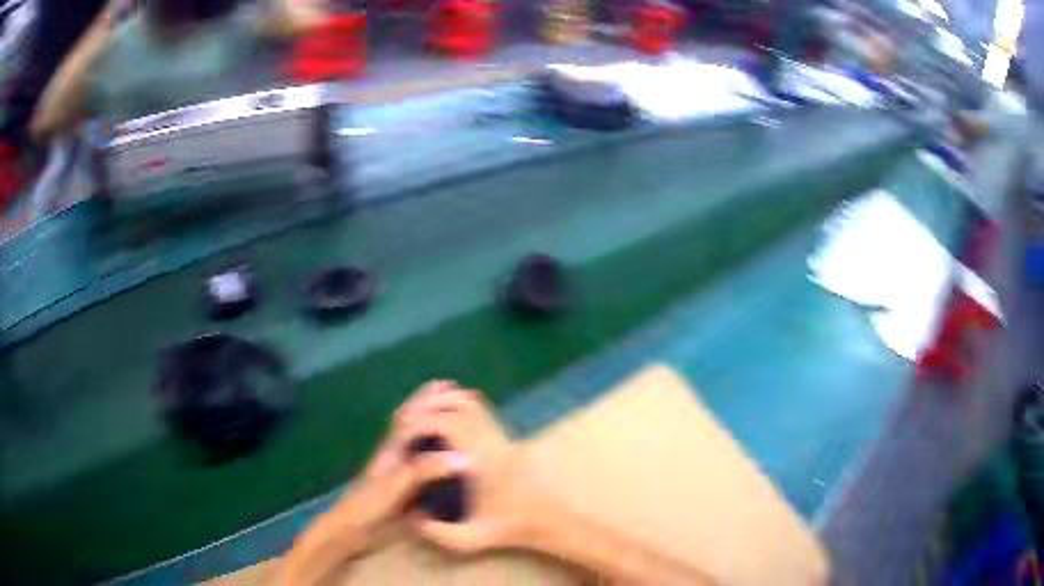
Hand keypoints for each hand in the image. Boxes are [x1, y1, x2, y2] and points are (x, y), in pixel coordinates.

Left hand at [320, 380, 464, 546]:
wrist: (353, 530)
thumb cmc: (370, 504)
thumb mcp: (397, 484)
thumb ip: (425, 469)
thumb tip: (463, 457)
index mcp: (394, 447)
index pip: (411, 416)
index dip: (428, 400)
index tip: (449, 386)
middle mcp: (397, 454)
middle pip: (413, 422)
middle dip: (429, 404)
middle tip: (451, 388)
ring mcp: (400, 470)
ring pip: (417, 441)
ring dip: (431, 424)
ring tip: (452, 414)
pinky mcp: (404, 488)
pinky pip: (423, 463)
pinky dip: (434, 453)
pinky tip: (445, 457)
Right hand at [404, 389, 552, 553]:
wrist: (548, 520)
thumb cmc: (509, 529)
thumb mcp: (473, 539)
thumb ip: (440, 533)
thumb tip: (411, 519)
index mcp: (483, 462)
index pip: (451, 425)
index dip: (423, 422)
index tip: (402, 432)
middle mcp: (493, 443)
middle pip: (460, 407)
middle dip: (430, 408)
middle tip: (406, 421)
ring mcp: (502, 437)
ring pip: (473, 404)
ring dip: (445, 403)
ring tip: (421, 416)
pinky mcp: (506, 439)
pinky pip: (481, 411)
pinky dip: (459, 407)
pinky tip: (445, 420)